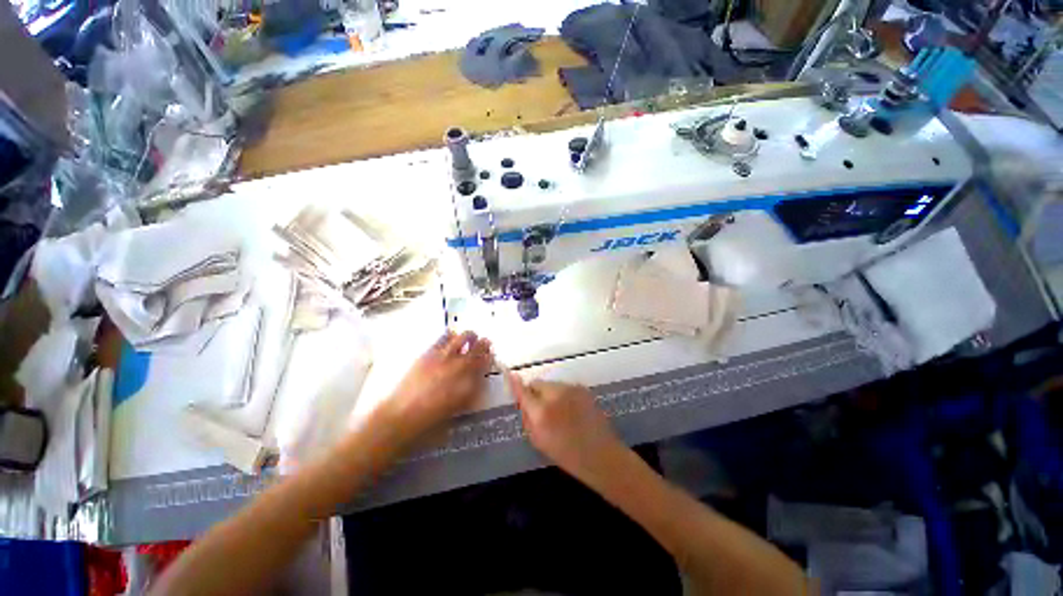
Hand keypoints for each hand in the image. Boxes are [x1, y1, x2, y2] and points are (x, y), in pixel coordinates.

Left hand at [384, 331, 491, 442]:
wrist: (402, 416)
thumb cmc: (429, 424)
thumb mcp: (455, 415)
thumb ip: (466, 400)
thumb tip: (473, 389)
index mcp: (469, 387)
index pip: (485, 368)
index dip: (489, 360)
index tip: (491, 356)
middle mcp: (459, 370)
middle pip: (476, 351)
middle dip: (483, 346)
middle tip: (486, 341)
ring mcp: (442, 359)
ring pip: (461, 340)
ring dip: (468, 337)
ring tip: (471, 334)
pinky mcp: (426, 355)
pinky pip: (442, 339)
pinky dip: (449, 335)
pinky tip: (450, 334)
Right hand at [507, 374, 626, 483]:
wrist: (600, 455)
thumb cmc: (565, 454)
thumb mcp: (537, 440)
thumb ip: (528, 418)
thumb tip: (522, 401)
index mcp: (542, 411)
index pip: (522, 390)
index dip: (515, 384)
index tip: (509, 375)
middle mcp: (557, 394)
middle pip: (538, 384)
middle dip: (535, 394)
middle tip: (539, 411)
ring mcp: (573, 390)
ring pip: (552, 385)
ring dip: (550, 394)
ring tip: (558, 414)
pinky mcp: (585, 391)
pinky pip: (566, 388)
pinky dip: (563, 396)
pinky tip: (570, 412)